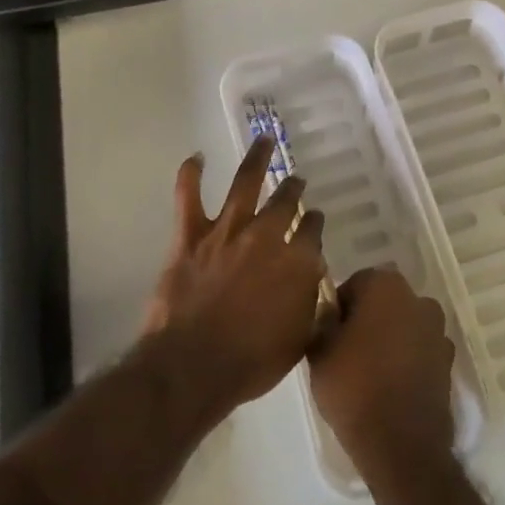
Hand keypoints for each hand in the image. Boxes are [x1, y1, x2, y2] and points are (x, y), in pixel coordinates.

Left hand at [143, 139, 326, 418]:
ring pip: (245, 183)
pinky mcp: (191, 235)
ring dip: (257, 158)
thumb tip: (316, 287)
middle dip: (293, 189)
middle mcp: (266, 236)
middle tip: (296, 180)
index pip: (312, 232)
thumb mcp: (298, 341)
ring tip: (264, 139)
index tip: (316, 218)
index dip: (315, 223)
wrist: (194, 366)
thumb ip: (311, 308)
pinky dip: (191, 174)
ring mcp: (227, 231)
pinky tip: (196, 157)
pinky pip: (188, 196)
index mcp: (296, 263)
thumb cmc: (251, 363)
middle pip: (285, 202)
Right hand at [308, 268, 456, 487]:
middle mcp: (417, 299)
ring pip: (403, 326)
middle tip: (346, 353)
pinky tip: (390, 386)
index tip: (330, 336)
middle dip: (367, 320)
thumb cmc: (354, 388)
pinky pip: (419, 351)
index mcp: (385, 285)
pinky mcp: (448, 363)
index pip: (355, 284)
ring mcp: (437, 331)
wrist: (401, 446)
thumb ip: (322, 321)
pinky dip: (407, 360)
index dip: (339, 309)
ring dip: (389, 339)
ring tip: (369, 373)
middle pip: (383, 302)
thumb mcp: (319, 351)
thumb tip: (330, 312)